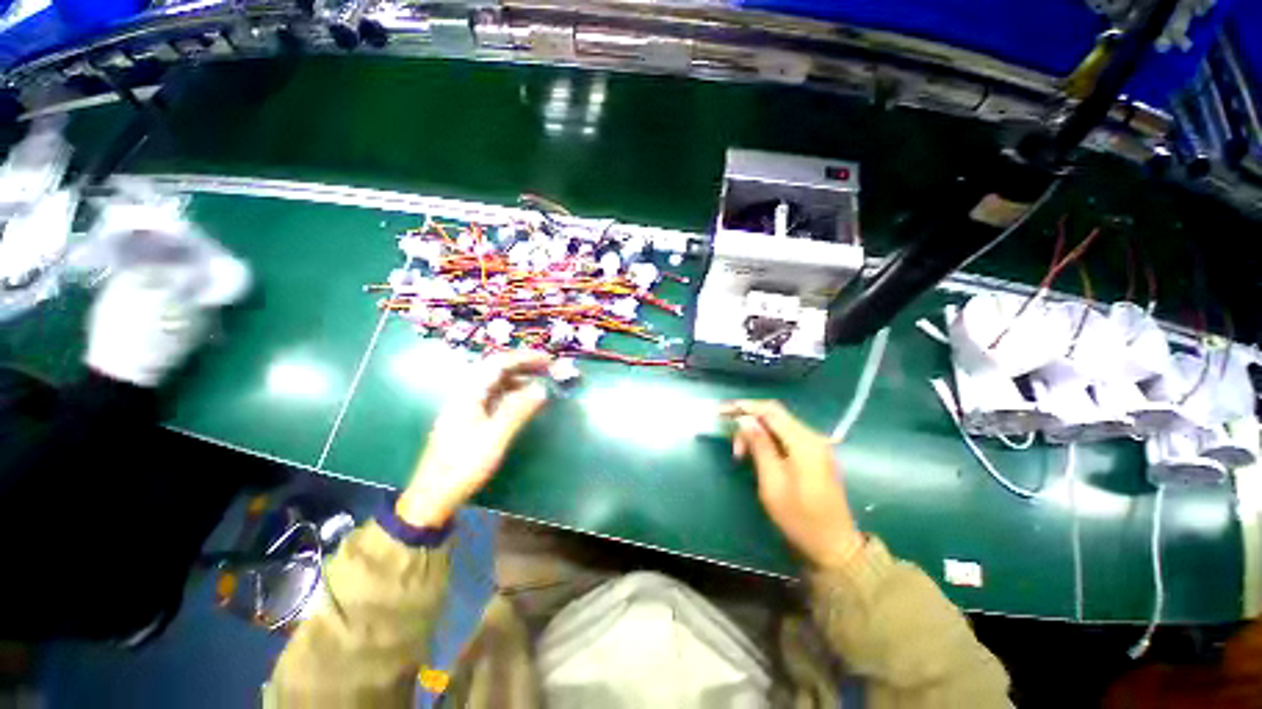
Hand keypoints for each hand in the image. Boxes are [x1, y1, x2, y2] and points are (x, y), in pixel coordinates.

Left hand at [396, 350, 553, 526]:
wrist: (433, 496)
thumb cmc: (463, 465)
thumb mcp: (494, 437)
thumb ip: (518, 410)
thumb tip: (541, 389)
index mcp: (469, 394)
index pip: (498, 363)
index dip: (524, 358)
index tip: (548, 359)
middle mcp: (467, 394)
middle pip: (497, 370)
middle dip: (523, 365)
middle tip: (548, 368)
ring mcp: (467, 406)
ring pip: (496, 383)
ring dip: (519, 378)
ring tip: (541, 381)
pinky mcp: (470, 419)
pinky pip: (495, 397)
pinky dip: (513, 393)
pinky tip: (525, 400)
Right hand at [722, 400, 864, 569]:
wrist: (834, 545)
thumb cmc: (800, 517)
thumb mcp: (772, 482)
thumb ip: (760, 446)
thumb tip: (744, 420)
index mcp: (804, 442)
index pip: (770, 410)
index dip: (744, 406)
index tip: (722, 411)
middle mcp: (812, 437)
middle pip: (774, 415)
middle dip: (748, 422)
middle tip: (733, 445)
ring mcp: (815, 446)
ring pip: (779, 426)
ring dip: (757, 433)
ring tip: (741, 454)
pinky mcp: (814, 455)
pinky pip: (786, 437)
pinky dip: (768, 440)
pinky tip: (756, 454)